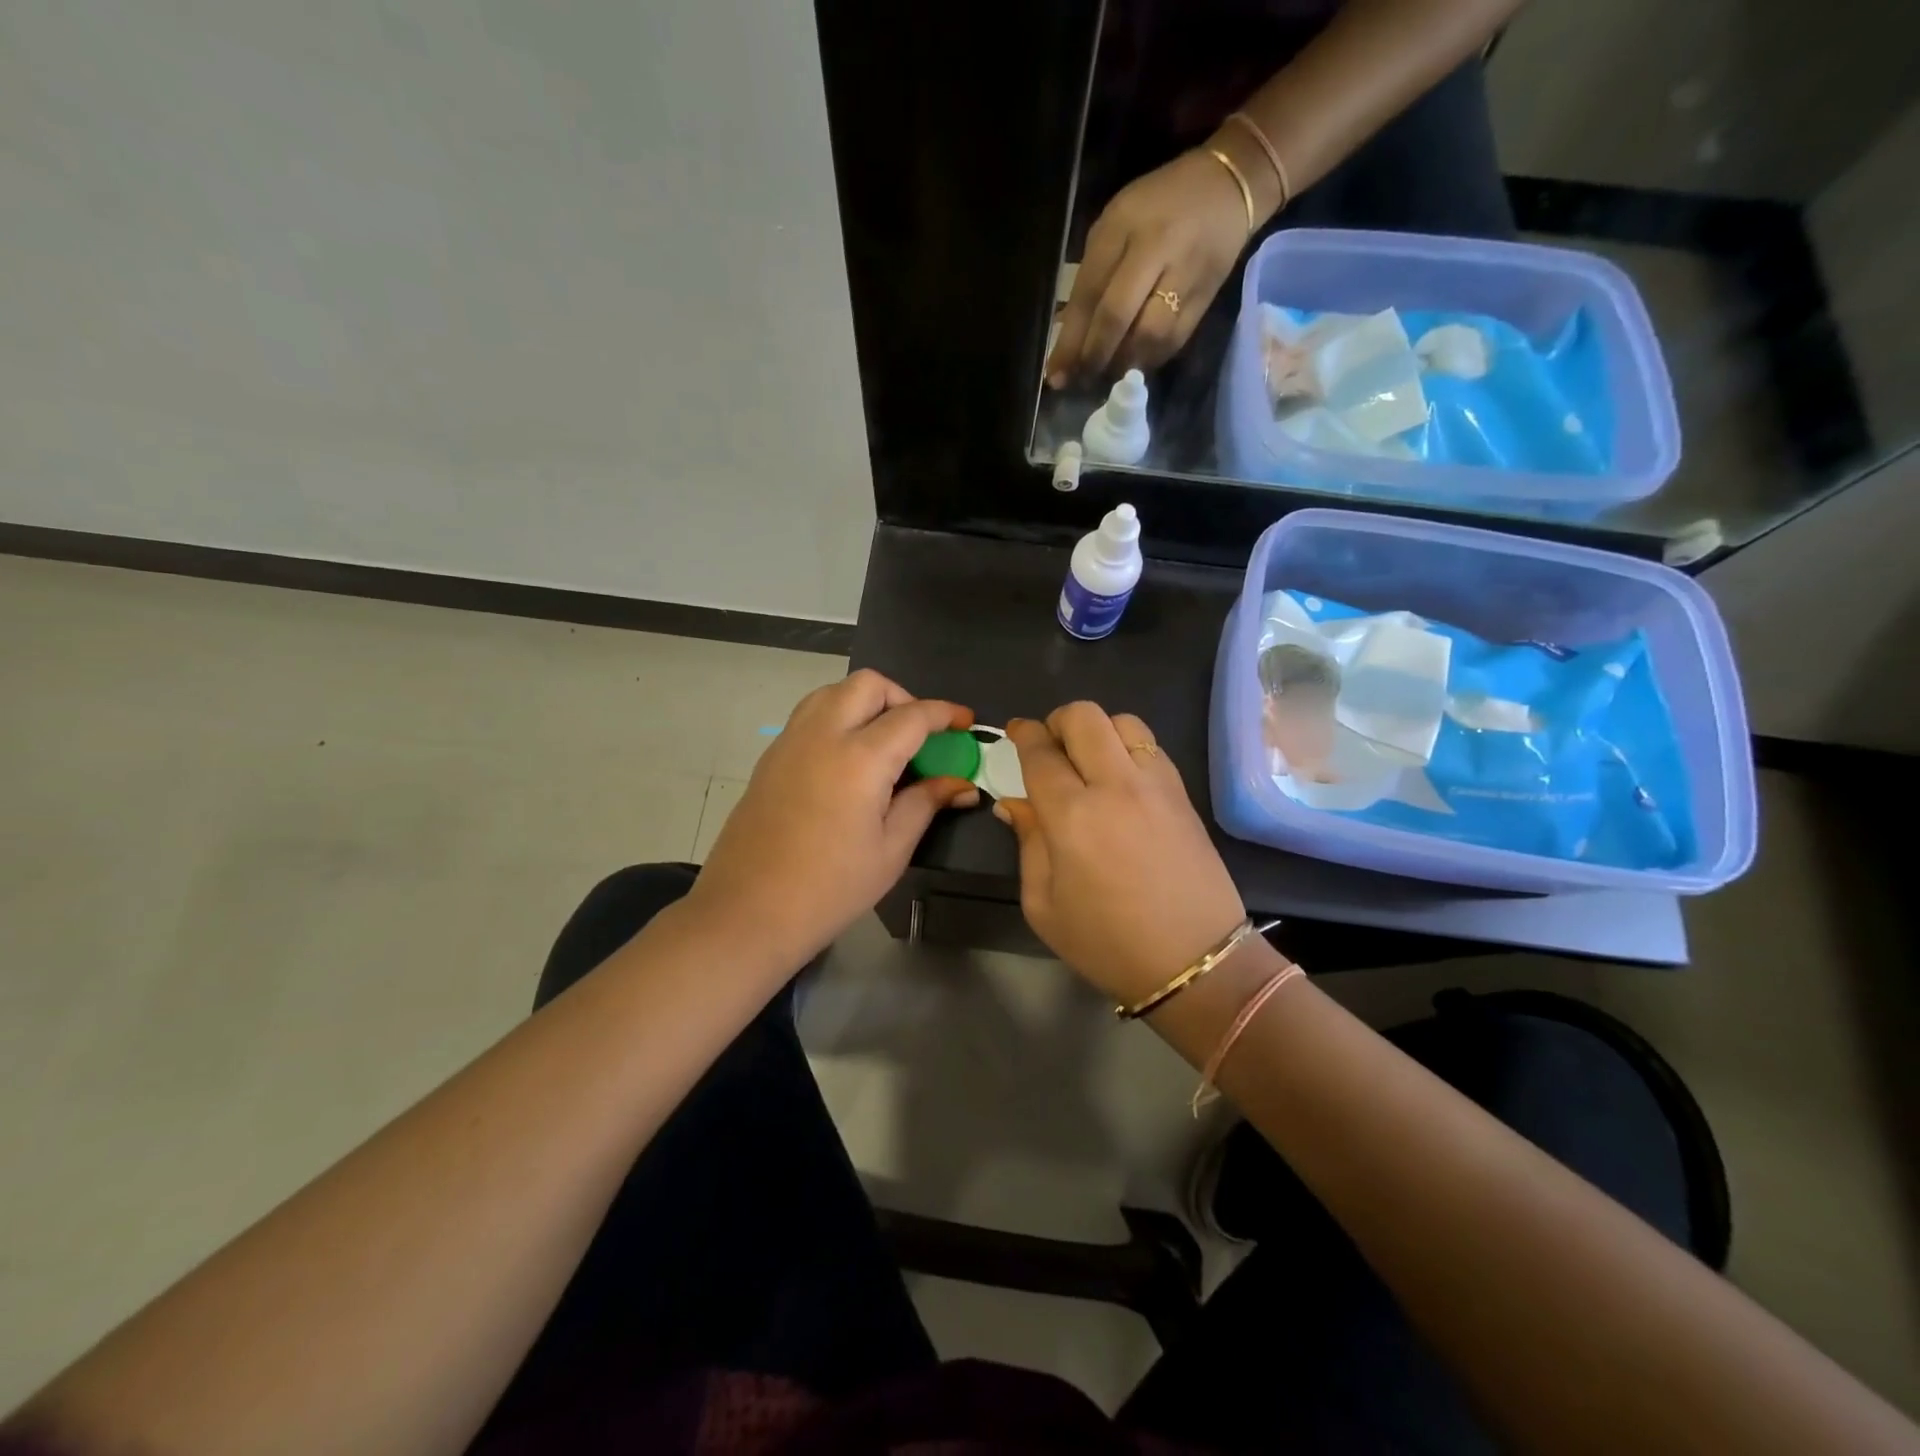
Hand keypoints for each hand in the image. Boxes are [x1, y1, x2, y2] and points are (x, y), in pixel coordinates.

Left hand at [689, 670, 978, 964]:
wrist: (748, 911)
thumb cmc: (830, 888)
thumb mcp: (891, 850)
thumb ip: (926, 804)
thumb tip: (962, 783)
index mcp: (860, 758)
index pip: (912, 716)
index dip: (945, 714)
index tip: (966, 722)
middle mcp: (823, 735)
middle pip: (868, 684)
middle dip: (902, 697)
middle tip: (919, 734)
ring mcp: (790, 742)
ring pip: (833, 692)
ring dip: (865, 702)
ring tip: (883, 742)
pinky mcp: (771, 757)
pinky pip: (810, 715)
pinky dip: (838, 717)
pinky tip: (847, 760)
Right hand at [995, 704, 1245, 1006]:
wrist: (1195, 961)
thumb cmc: (1107, 943)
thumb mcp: (1044, 905)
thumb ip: (1028, 844)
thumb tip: (1014, 804)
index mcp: (1072, 816)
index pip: (1040, 752)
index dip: (1023, 734)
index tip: (1015, 732)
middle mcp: (1115, 786)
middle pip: (1084, 717)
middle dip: (1058, 721)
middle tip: (1050, 746)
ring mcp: (1156, 785)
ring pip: (1124, 722)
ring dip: (1098, 730)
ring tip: (1089, 760)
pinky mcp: (1183, 794)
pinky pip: (1152, 747)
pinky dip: (1129, 747)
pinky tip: (1121, 779)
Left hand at [1046, 149, 1251, 386]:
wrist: (1230, 188)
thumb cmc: (1158, 205)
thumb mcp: (1115, 225)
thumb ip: (1092, 277)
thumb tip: (1069, 338)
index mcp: (1124, 226)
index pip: (1090, 293)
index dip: (1070, 340)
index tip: (1055, 375)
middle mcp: (1156, 250)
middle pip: (1117, 316)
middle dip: (1093, 357)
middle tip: (1078, 381)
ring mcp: (1184, 275)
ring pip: (1147, 337)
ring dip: (1121, 364)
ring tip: (1105, 375)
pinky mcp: (1205, 298)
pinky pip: (1172, 342)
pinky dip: (1148, 360)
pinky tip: (1133, 364)